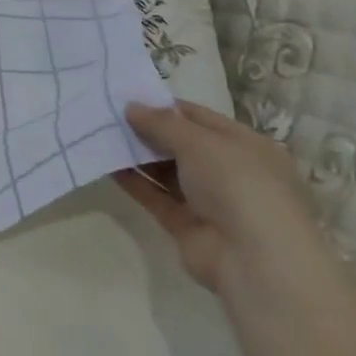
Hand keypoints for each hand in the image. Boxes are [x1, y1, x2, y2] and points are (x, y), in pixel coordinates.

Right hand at [118, 99, 331, 296]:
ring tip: (101, 134)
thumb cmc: (237, 185)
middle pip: (181, 144)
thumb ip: (162, 122)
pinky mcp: (186, 225)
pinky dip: (133, 181)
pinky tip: (107, 164)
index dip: (165, 106)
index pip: (200, 118)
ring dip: (137, 154)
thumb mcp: (199, 141)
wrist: (254, 260)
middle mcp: (230, 171)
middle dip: (147, 129)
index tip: (128, 95)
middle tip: (108, 112)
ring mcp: (208, 201)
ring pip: (166, 171)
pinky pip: (155, 196)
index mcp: (246, 146)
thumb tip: (131, 107)